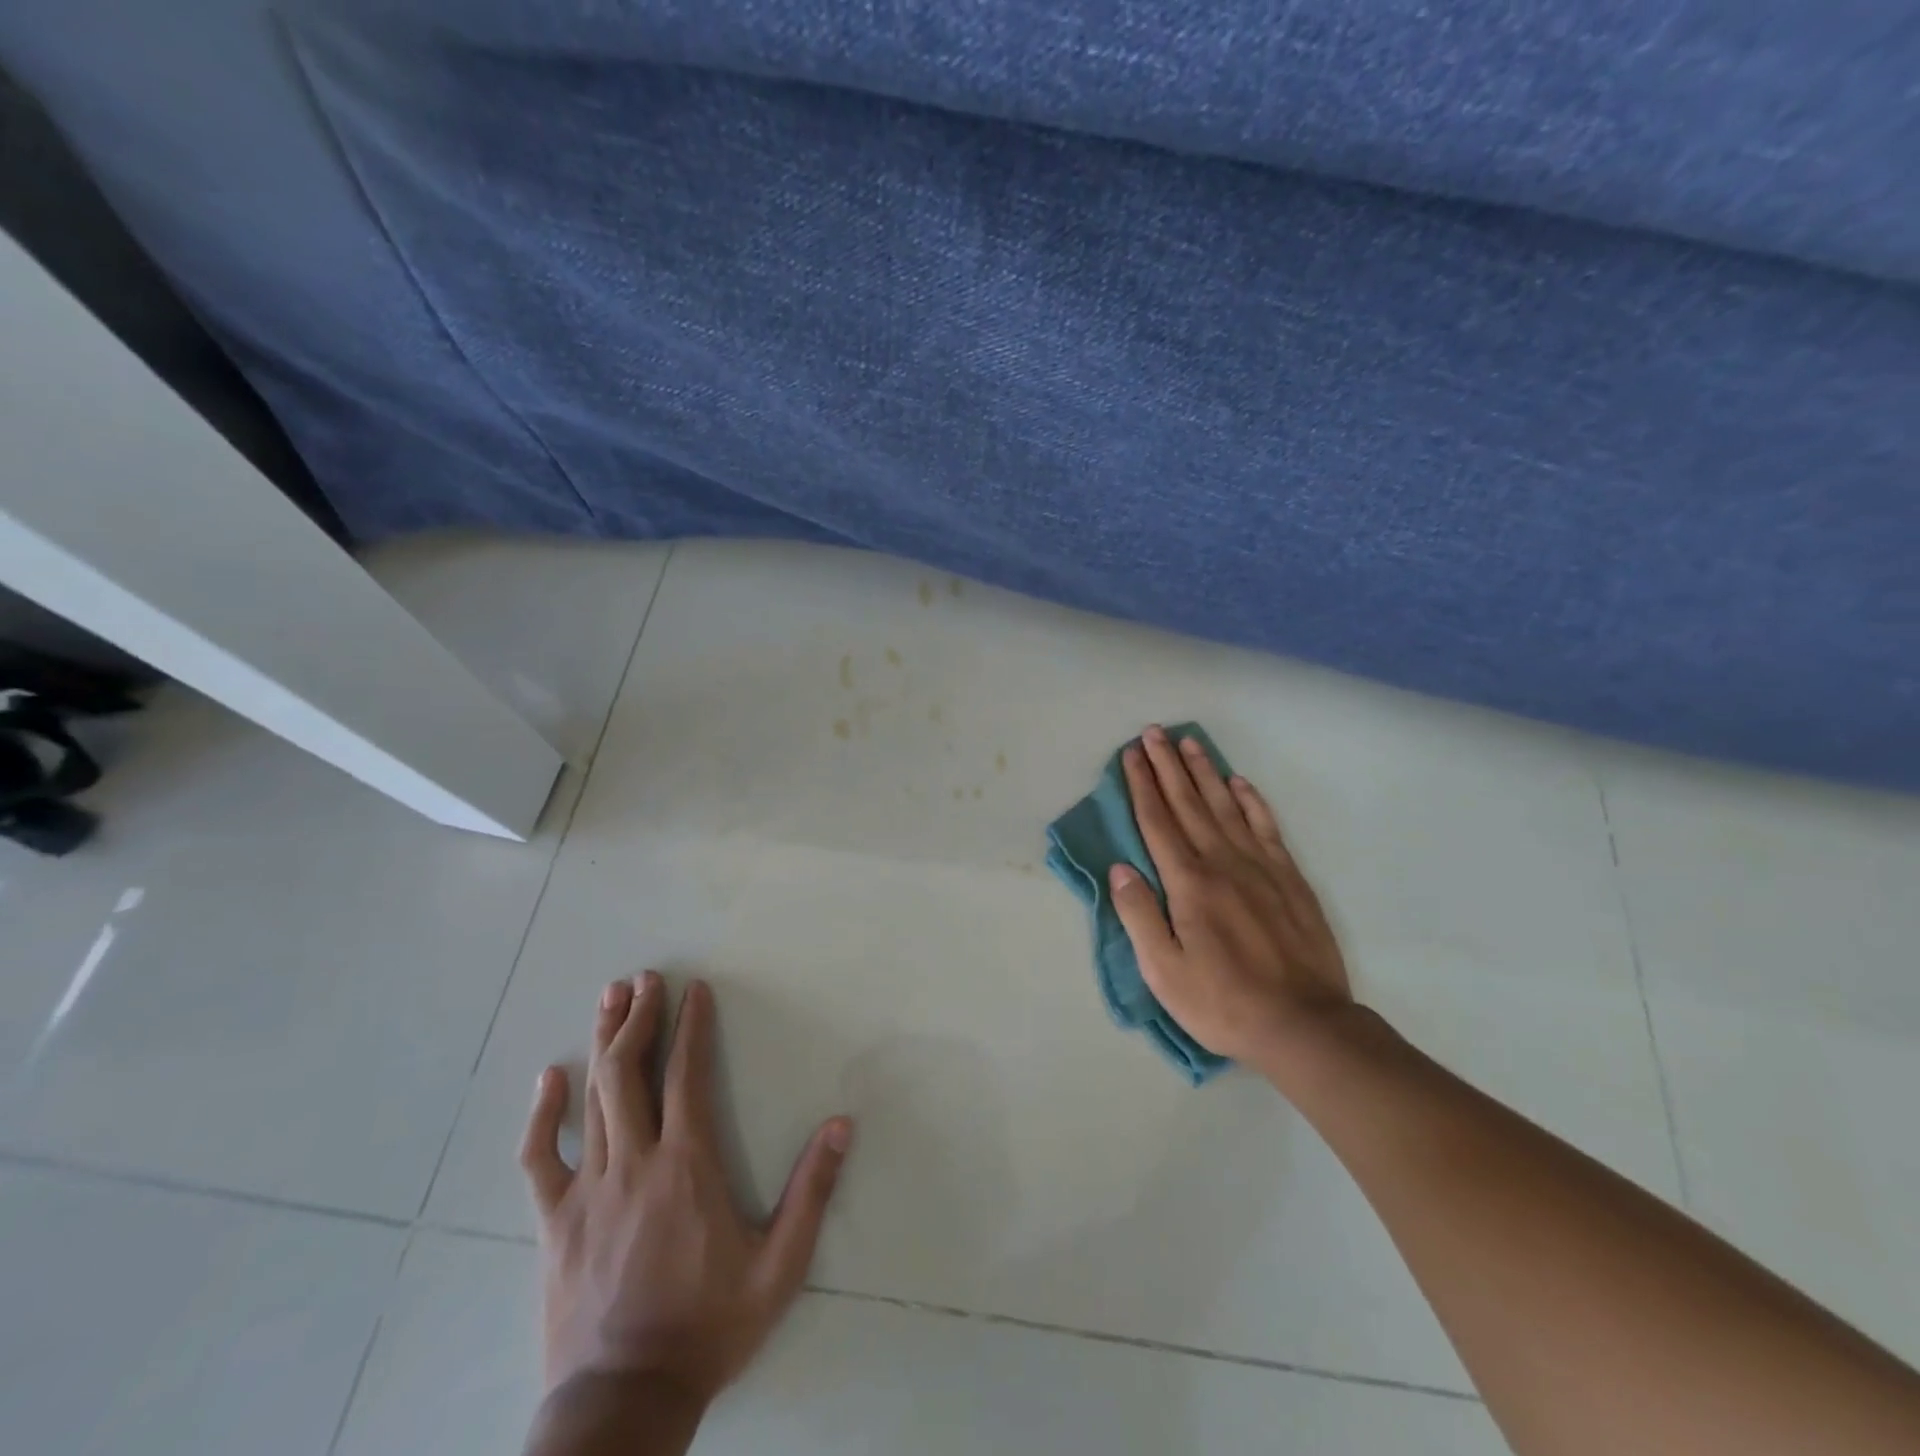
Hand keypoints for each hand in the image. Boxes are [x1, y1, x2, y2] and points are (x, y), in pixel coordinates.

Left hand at [521, 974, 853, 1410]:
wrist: (624, 1403)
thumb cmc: (708, 1328)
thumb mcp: (779, 1267)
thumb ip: (812, 1191)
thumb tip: (842, 1124)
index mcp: (687, 1166)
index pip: (687, 1075)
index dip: (691, 1026)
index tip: (694, 990)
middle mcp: (635, 1163)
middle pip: (630, 1073)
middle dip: (639, 1018)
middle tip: (645, 977)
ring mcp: (587, 1191)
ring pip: (591, 1100)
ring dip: (603, 1043)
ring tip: (610, 998)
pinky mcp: (554, 1223)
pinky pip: (540, 1159)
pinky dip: (542, 1114)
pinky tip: (549, 1077)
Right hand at [1110, 725, 1352, 1065]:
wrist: (1305, 1025)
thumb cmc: (1223, 1002)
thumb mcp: (1164, 971)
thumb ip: (1139, 915)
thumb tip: (1120, 868)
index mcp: (1188, 883)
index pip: (1158, 822)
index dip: (1142, 785)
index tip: (1131, 754)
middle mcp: (1222, 863)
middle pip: (1189, 803)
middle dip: (1167, 765)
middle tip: (1153, 732)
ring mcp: (1260, 867)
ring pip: (1226, 806)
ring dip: (1205, 772)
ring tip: (1190, 742)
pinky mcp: (1289, 878)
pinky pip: (1266, 826)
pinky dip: (1251, 800)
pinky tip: (1239, 782)